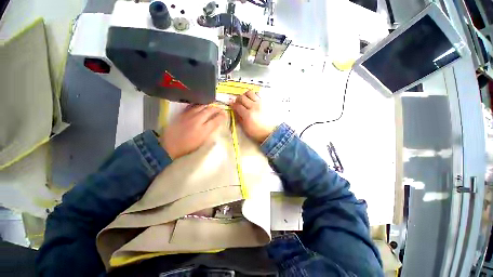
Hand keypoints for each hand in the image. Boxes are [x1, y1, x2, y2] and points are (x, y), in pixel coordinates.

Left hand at [161, 105, 226, 158]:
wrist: (169, 145)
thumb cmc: (188, 146)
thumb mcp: (202, 142)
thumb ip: (210, 132)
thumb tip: (215, 125)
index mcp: (204, 130)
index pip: (216, 120)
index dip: (222, 116)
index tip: (225, 114)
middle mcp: (198, 120)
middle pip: (210, 110)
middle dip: (217, 108)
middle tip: (221, 108)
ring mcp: (189, 115)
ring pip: (202, 106)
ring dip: (209, 105)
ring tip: (213, 105)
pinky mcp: (183, 114)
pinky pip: (193, 106)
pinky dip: (199, 105)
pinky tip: (201, 105)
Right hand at [232, 91, 277, 142]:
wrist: (270, 132)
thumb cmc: (257, 132)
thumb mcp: (245, 128)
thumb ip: (239, 118)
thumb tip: (235, 110)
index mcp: (248, 115)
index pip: (237, 106)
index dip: (233, 105)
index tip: (232, 106)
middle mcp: (254, 107)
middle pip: (242, 97)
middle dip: (238, 99)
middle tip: (238, 103)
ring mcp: (260, 103)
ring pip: (250, 93)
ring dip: (245, 95)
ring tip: (245, 100)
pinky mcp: (265, 102)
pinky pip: (258, 94)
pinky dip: (253, 95)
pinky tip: (253, 100)